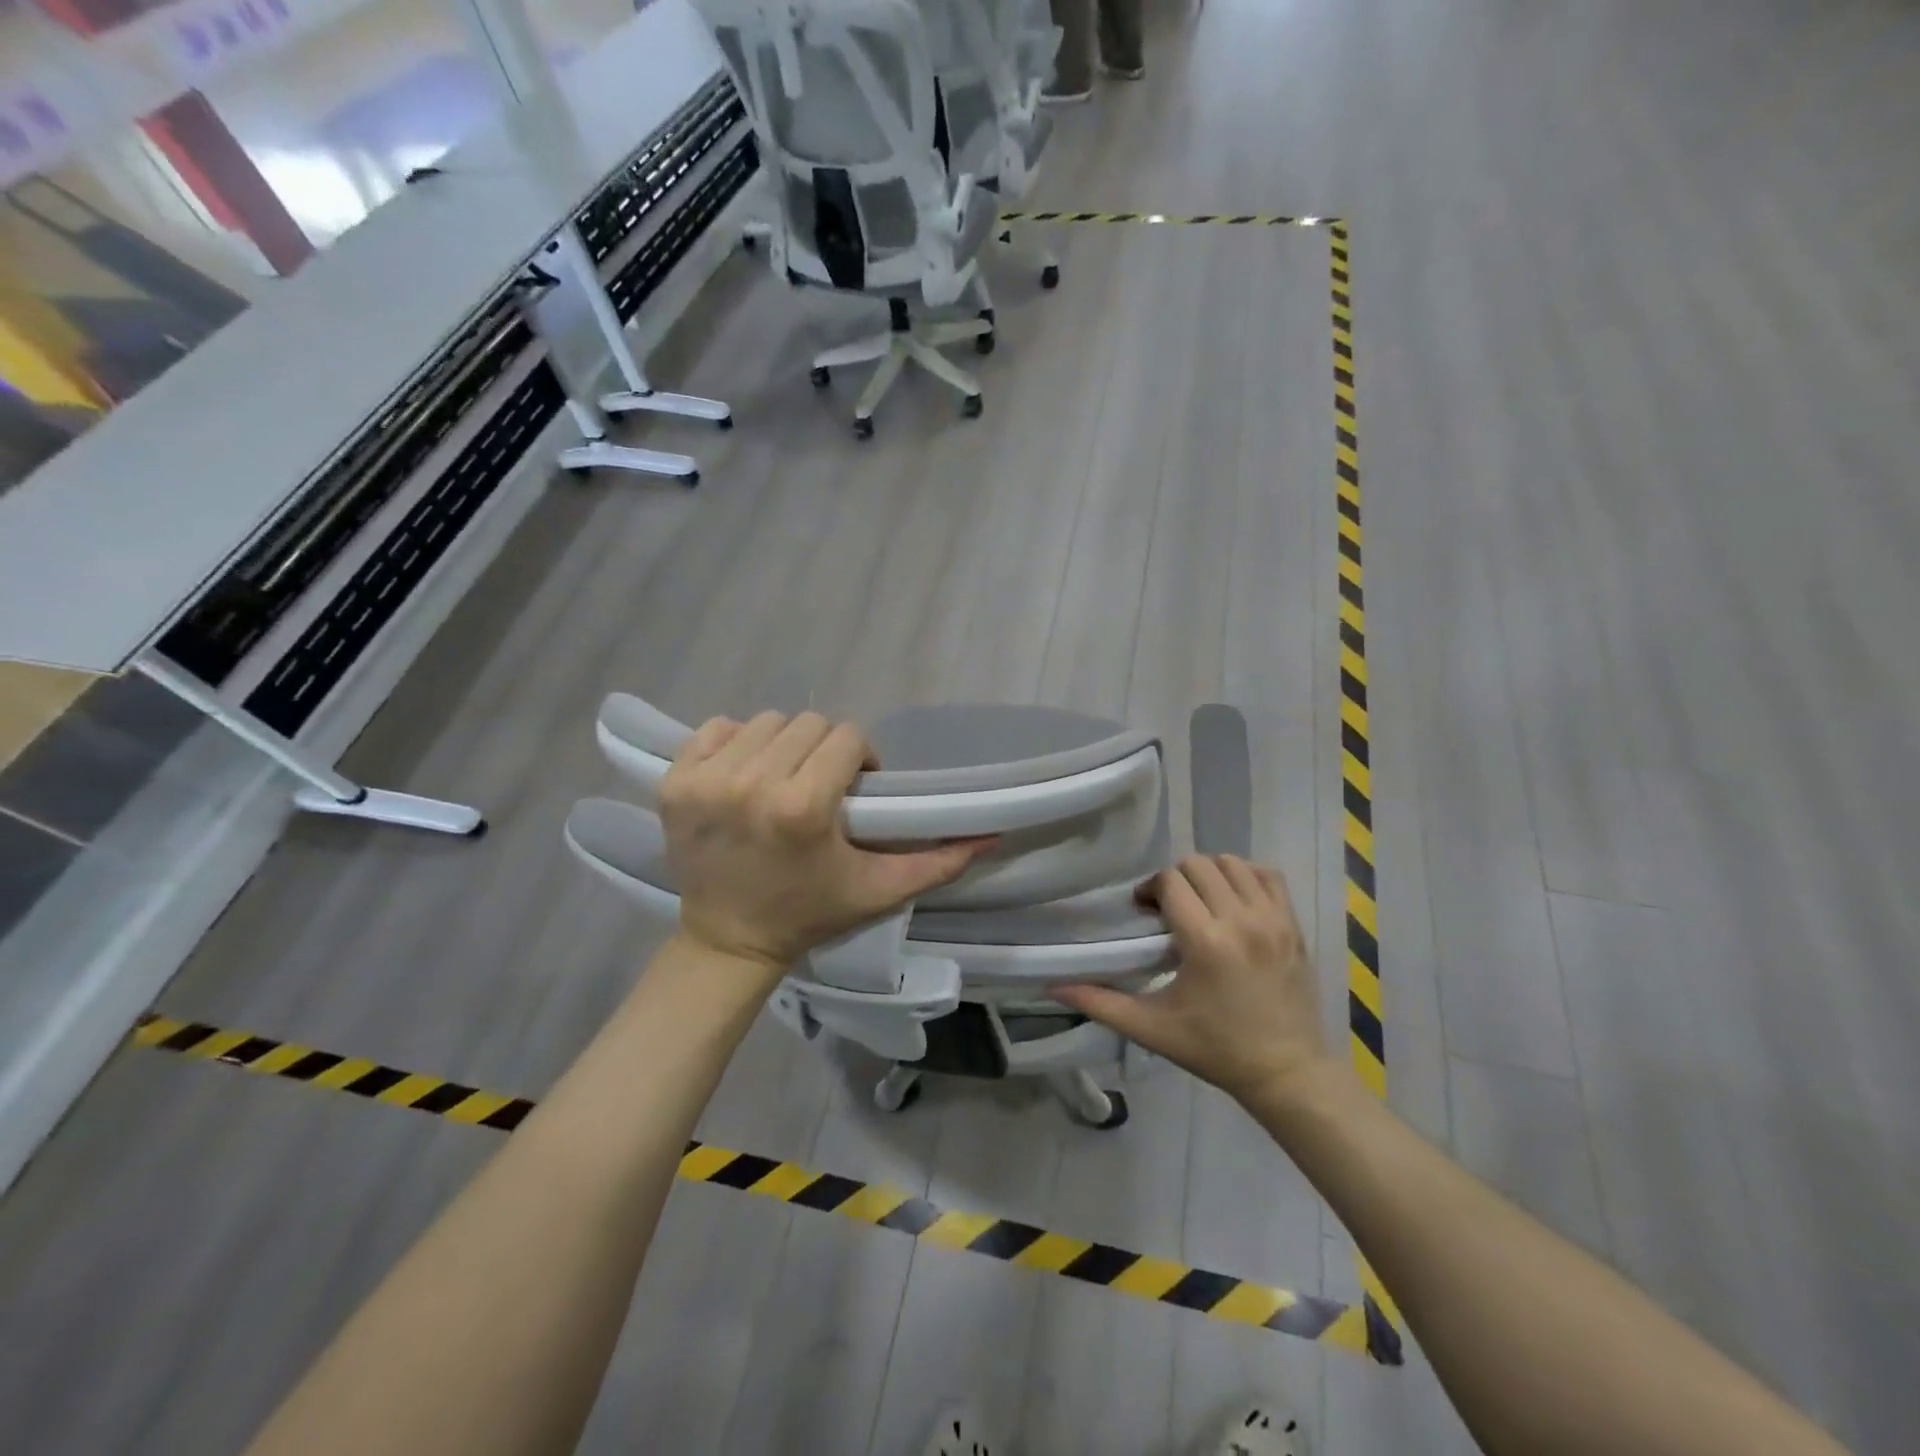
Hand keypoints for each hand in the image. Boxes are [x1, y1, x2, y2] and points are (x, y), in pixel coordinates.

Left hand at [659, 712, 994, 978]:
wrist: (730, 941)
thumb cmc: (810, 913)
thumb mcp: (879, 890)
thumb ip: (938, 862)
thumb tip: (992, 834)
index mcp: (802, 807)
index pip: (847, 737)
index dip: (860, 759)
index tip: (856, 789)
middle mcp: (751, 783)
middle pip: (808, 724)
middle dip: (824, 751)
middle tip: (821, 787)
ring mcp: (705, 780)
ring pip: (765, 722)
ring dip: (783, 746)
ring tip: (783, 781)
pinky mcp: (673, 781)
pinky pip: (717, 729)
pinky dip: (736, 744)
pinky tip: (745, 776)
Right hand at [1052, 855, 1333, 1105]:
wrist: (1286, 1072)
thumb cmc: (1215, 1049)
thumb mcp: (1152, 1029)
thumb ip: (1101, 1003)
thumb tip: (1053, 987)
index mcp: (1205, 941)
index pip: (1170, 881)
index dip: (1151, 890)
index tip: (1146, 912)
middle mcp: (1241, 920)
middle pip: (1198, 865)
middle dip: (1177, 879)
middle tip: (1170, 909)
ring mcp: (1274, 919)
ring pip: (1233, 863)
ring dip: (1210, 874)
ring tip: (1202, 902)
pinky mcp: (1294, 924)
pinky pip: (1268, 876)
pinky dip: (1247, 876)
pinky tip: (1234, 900)